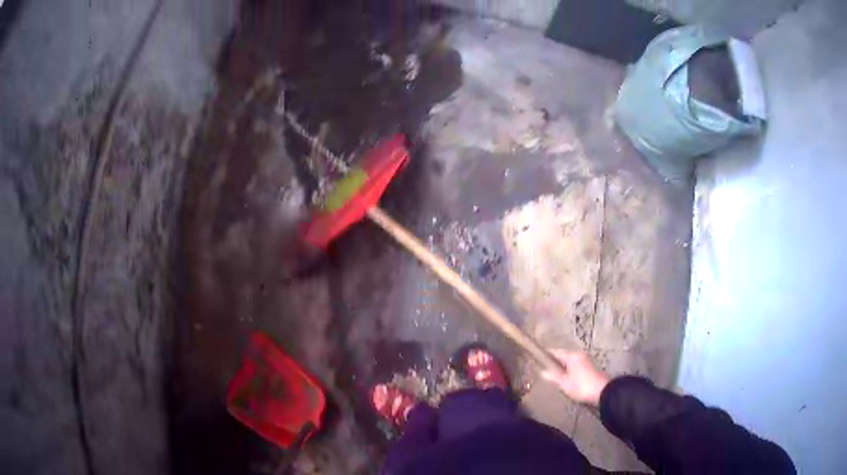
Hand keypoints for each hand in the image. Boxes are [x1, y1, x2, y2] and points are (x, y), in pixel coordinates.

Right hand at [541, 350, 610, 406]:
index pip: (555, 352)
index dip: (545, 356)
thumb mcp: (564, 383)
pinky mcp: (588, 369)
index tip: (536, 360)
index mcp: (572, 355)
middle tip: (543, 371)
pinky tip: (564, 380)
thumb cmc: (581, 386)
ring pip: (568, 362)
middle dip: (553, 363)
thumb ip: (553, 376)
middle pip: (562, 356)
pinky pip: (574, 367)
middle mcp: (579, 355)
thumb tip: (542, 371)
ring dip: (561, 368)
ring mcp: (585, 361)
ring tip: (552, 377)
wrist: (602, 392)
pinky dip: (568, 371)